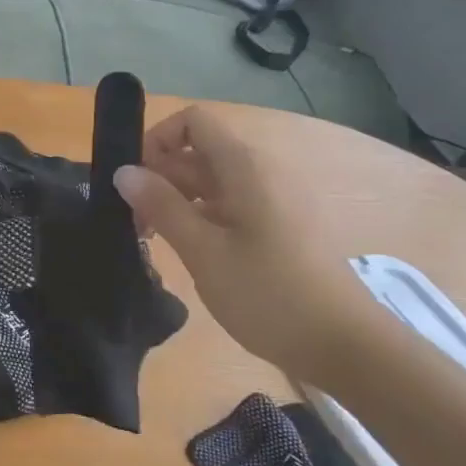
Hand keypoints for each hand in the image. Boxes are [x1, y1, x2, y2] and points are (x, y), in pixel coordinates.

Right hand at [113, 105, 377, 383]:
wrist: (343, 344)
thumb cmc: (268, 293)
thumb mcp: (203, 252)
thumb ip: (161, 206)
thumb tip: (122, 171)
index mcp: (244, 168)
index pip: (194, 122)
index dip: (157, 140)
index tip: (132, 181)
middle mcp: (259, 173)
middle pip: (198, 153)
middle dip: (159, 177)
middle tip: (132, 222)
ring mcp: (271, 200)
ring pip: (210, 183)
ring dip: (175, 201)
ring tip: (151, 240)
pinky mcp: (277, 227)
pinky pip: (228, 206)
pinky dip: (200, 218)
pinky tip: (186, 251)